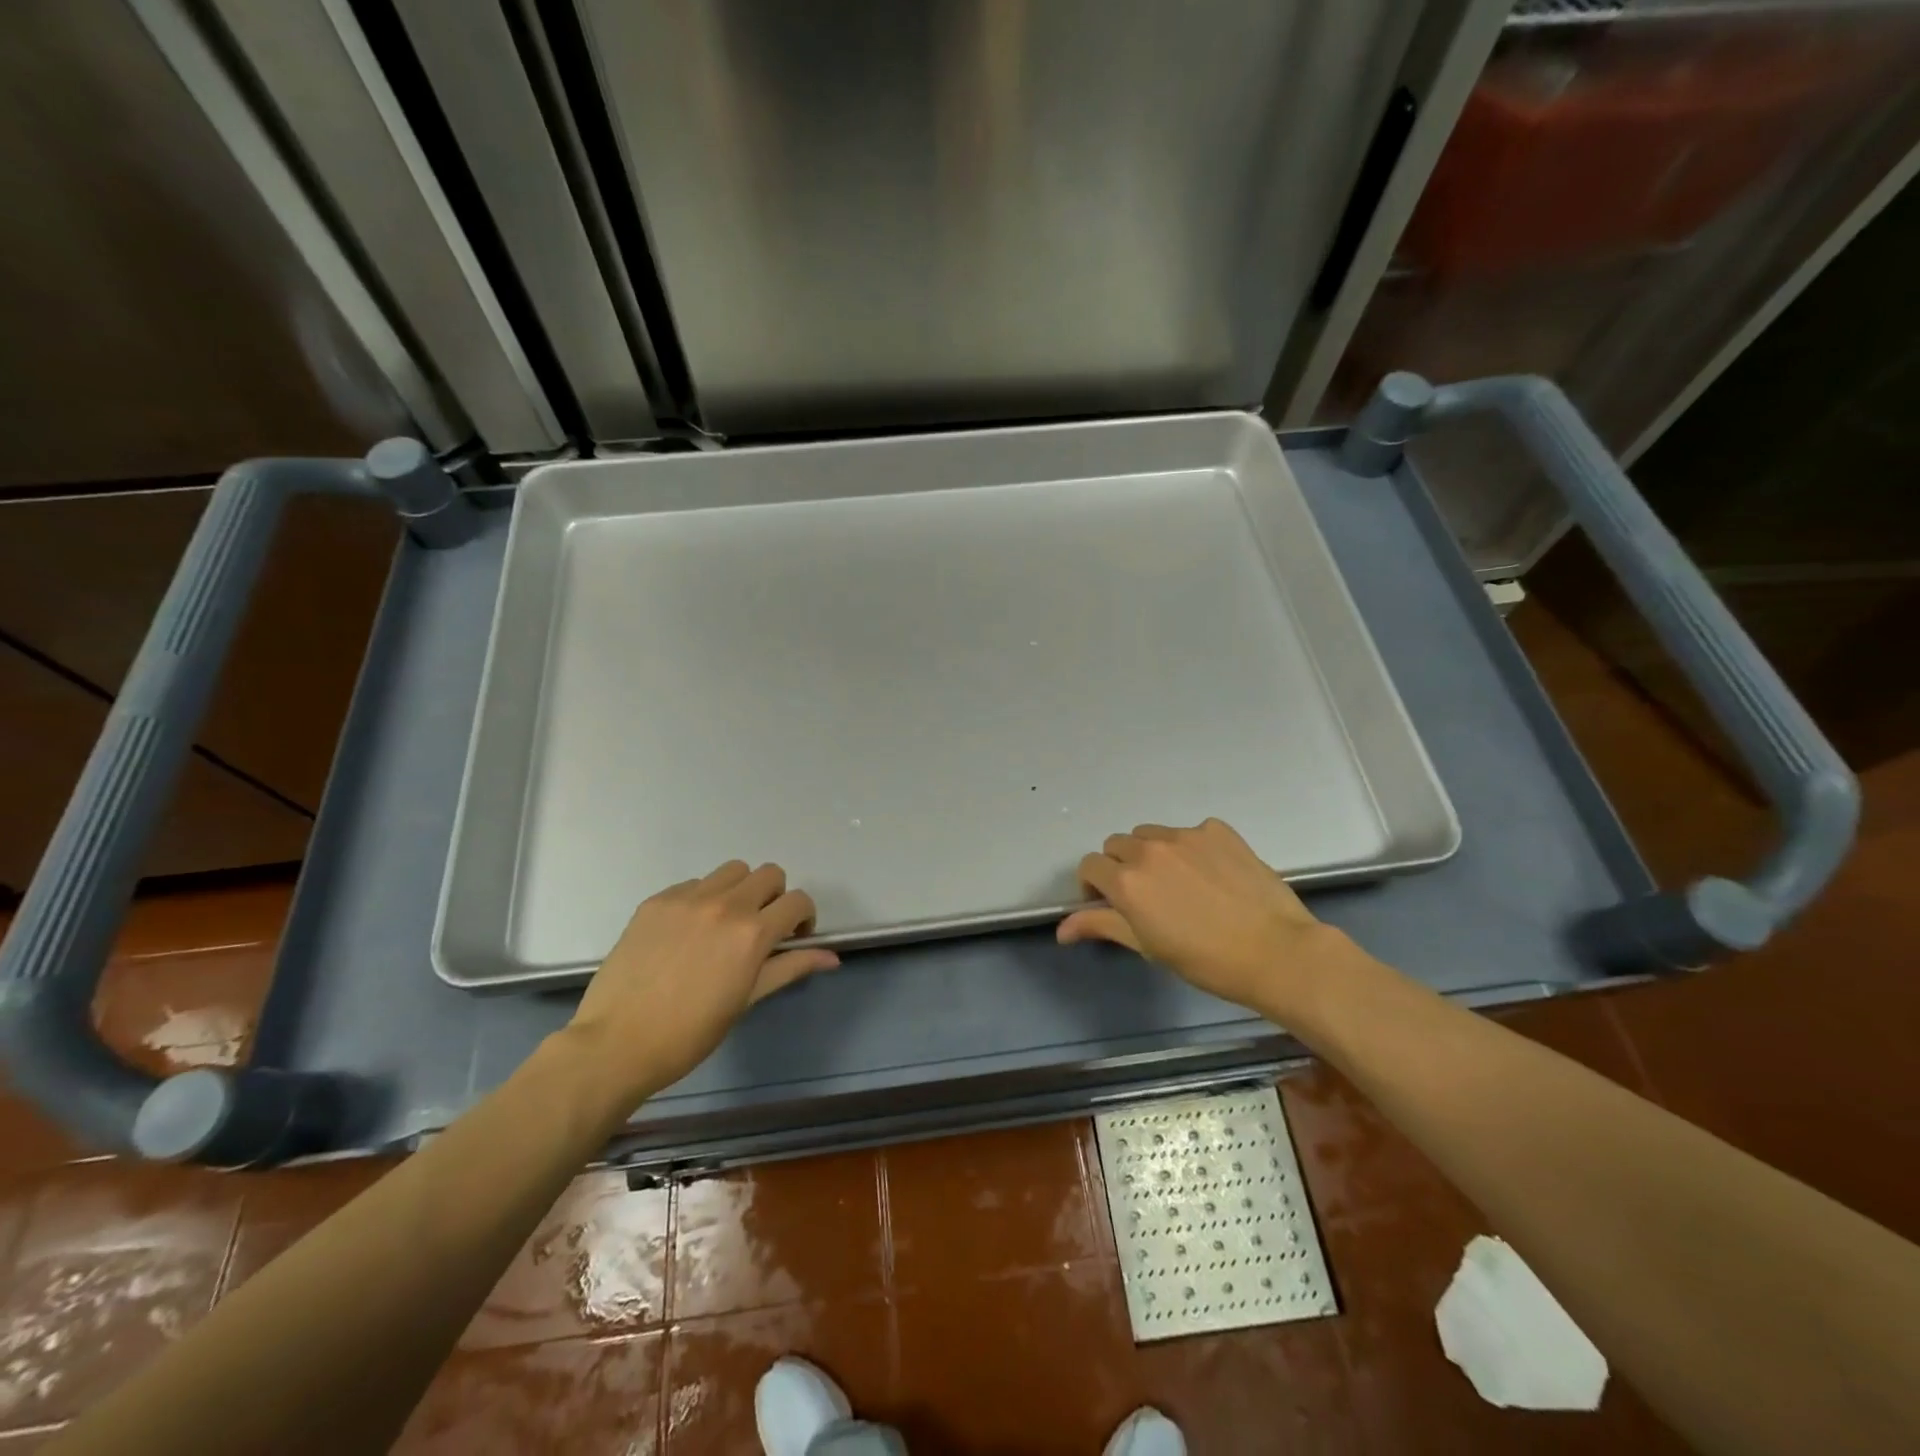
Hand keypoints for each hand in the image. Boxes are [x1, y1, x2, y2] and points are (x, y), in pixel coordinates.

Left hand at [566, 861, 838, 1107]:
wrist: (616, 1043)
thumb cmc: (690, 1033)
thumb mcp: (747, 1000)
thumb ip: (790, 968)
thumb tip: (832, 957)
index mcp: (752, 933)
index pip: (798, 901)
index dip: (803, 917)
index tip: (793, 938)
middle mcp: (724, 904)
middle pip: (769, 873)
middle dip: (775, 897)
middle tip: (761, 929)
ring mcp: (687, 899)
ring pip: (732, 871)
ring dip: (740, 890)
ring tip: (725, 923)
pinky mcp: (656, 901)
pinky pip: (693, 884)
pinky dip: (703, 899)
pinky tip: (688, 932)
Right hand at [1058, 818, 1367, 1023]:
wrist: (1276, 951)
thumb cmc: (1204, 960)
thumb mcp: (1146, 946)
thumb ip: (1101, 925)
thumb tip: (1061, 929)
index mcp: (1126, 879)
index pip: (1089, 866)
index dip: (1093, 886)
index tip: (1109, 905)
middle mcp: (1149, 849)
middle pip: (1117, 845)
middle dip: (1120, 866)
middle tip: (1145, 896)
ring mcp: (1185, 835)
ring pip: (1150, 834)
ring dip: (1151, 853)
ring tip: (1177, 882)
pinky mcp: (1218, 830)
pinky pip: (1190, 832)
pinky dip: (1190, 848)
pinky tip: (1211, 874)